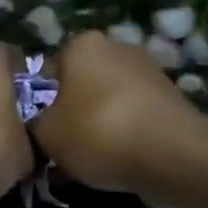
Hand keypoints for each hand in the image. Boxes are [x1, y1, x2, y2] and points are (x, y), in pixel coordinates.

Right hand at [31, 31, 207, 195]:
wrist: (173, 155)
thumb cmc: (99, 133)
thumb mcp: (46, 134)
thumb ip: (34, 125)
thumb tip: (41, 126)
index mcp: (82, 44)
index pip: (47, 70)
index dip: (39, 103)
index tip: (39, 132)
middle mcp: (117, 48)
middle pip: (81, 84)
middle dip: (72, 114)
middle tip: (62, 149)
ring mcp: (149, 72)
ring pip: (109, 102)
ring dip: (99, 127)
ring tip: (90, 162)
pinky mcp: (171, 100)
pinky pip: (134, 118)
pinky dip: (125, 136)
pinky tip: (118, 163)